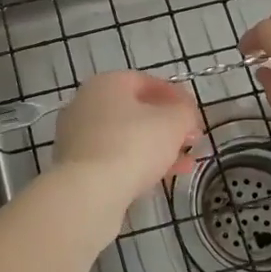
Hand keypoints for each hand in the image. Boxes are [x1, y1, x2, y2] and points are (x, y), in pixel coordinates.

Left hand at [52, 70, 202, 213]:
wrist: (89, 190)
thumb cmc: (133, 144)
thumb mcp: (172, 123)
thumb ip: (184, 113)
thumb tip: (184, 114)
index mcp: (106, 83)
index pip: (146, 82)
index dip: (175, 96)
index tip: (195, 114)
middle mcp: (86, 102)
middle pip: (134, 110)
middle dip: (167, 125)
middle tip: (191, 140)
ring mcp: (77, 134)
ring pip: (125, 136)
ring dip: (157, 147)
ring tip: (185, 164)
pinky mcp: (75, 163)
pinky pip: (113, 157)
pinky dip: (137, 163)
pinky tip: (161, 178)